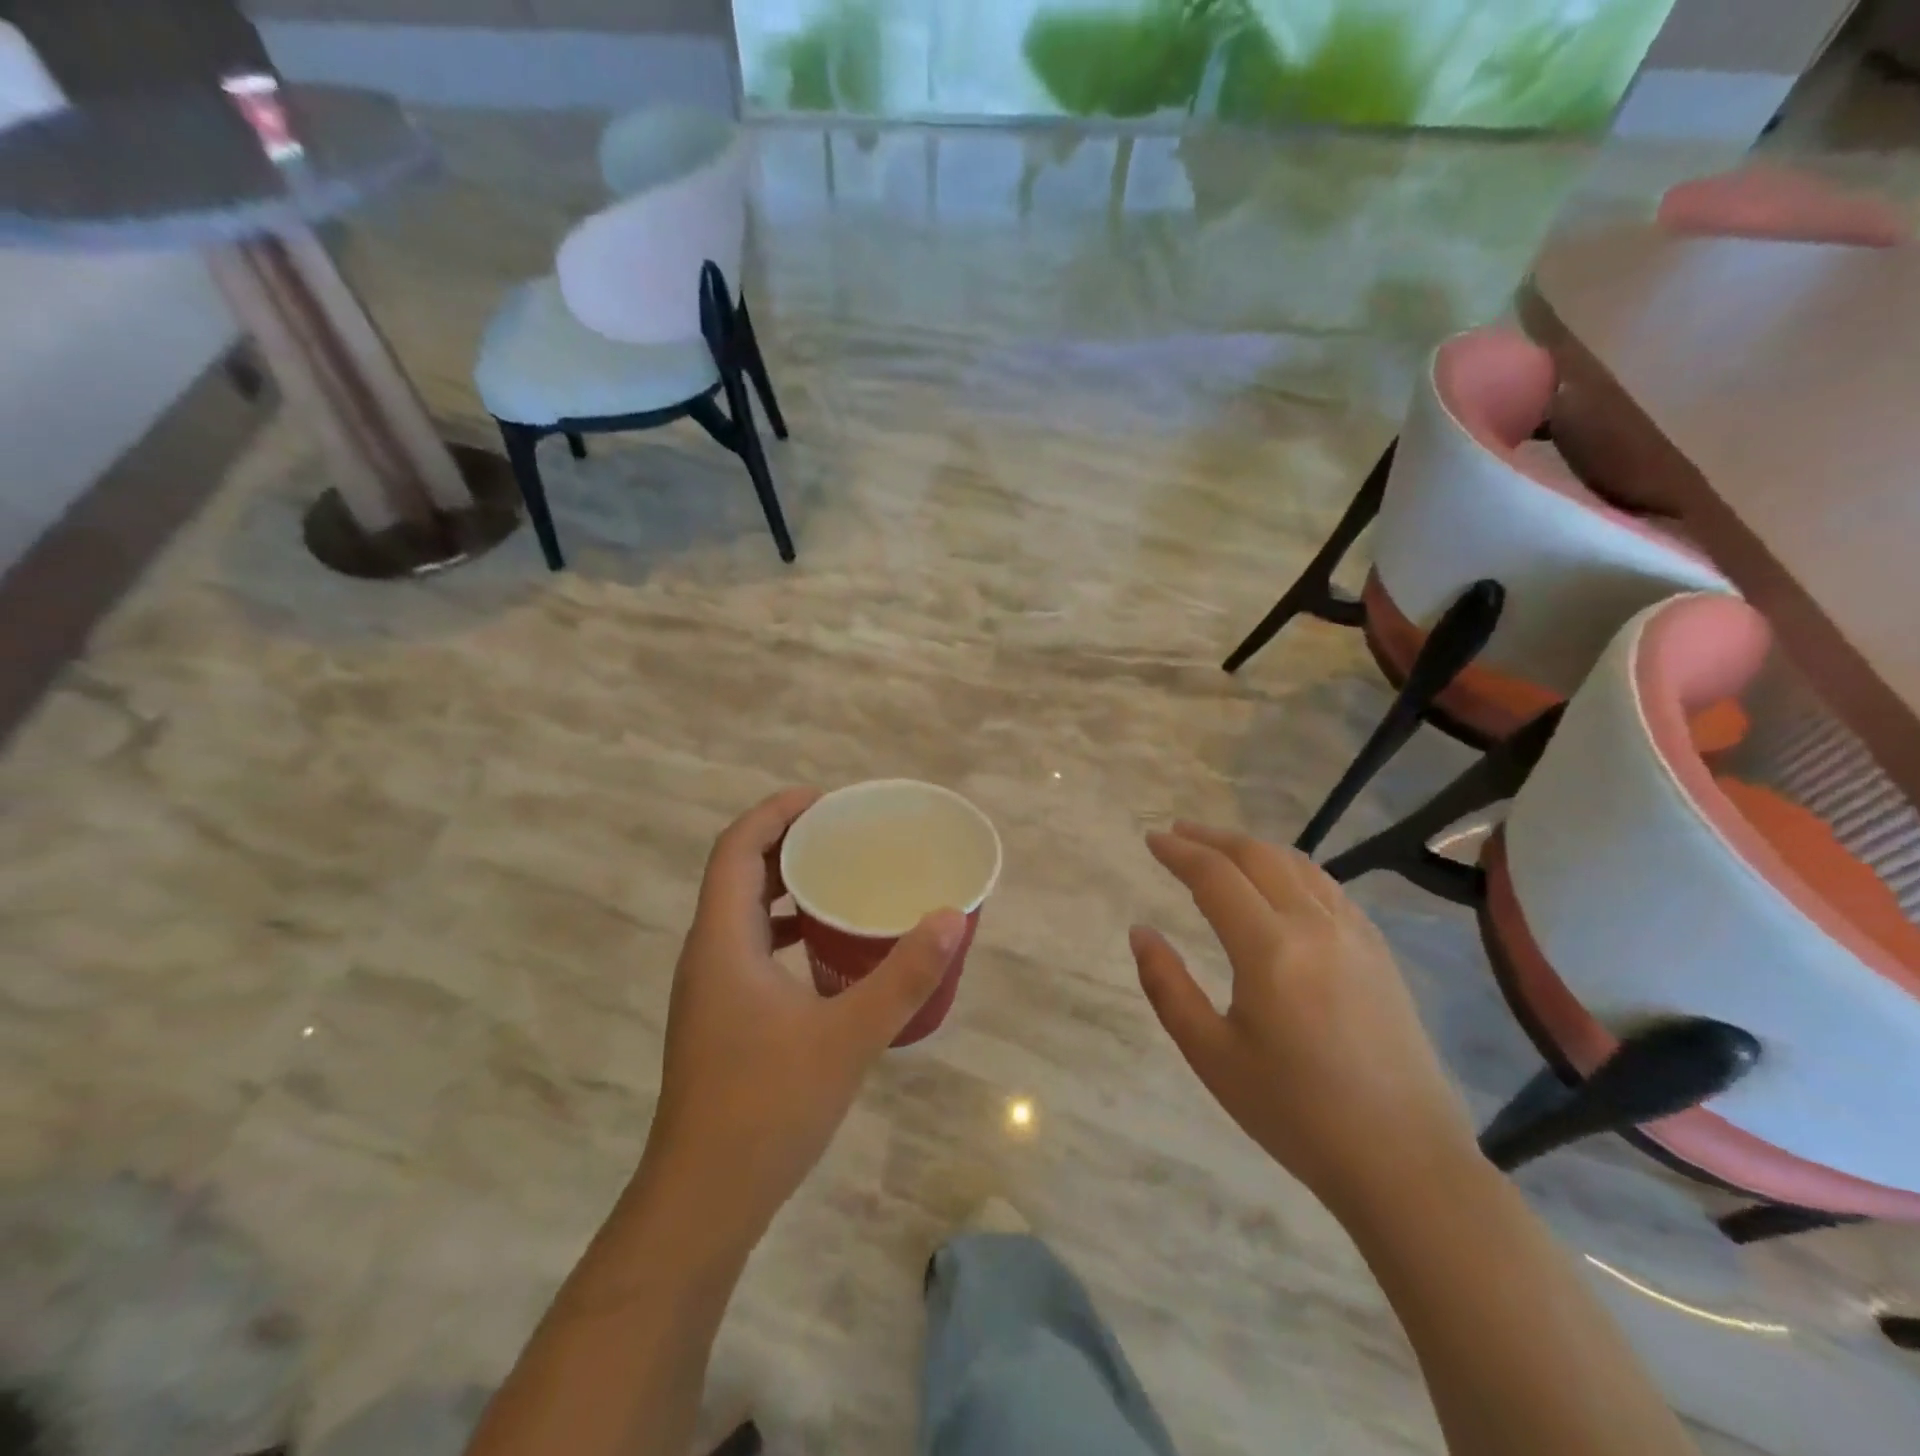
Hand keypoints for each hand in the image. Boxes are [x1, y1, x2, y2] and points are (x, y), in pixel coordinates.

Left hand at [638, 789, 966, 1242]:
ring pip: (740, 912)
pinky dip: (782, 927)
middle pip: (736, 873)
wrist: (702, 1202)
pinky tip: (824, 948)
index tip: (823, 800)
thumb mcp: (848, 1036)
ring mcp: (708, 989)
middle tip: (839, 832)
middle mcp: (706, 954)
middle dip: (784, 842)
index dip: (775, 813)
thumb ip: (902, 975)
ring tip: (836, 877)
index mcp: (722, 941)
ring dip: (781, 885)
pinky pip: (748, 947)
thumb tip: (951, 918)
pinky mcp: (719, 1018)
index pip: (735, 849)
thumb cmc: (767, 1108)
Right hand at [1130, 822, 1480, 1213]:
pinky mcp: (1379, 951)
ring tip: (1220, 848)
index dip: (1179, 852)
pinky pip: (1328, 887)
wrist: (1404, 1161)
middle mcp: (1315, 926)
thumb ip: (1167, 986)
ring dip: (1252, 847)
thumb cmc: (1296, 1113)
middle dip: (1211, 838)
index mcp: (1270, 950)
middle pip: (1257, 856)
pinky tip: (1279, 881)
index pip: (1215, 876)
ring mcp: (1355, 934)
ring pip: (1297, 865)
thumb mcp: (1212, 1055)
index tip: (1151, 839)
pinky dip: (1291, 868)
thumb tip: (1141, 932)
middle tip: (1177, 832)